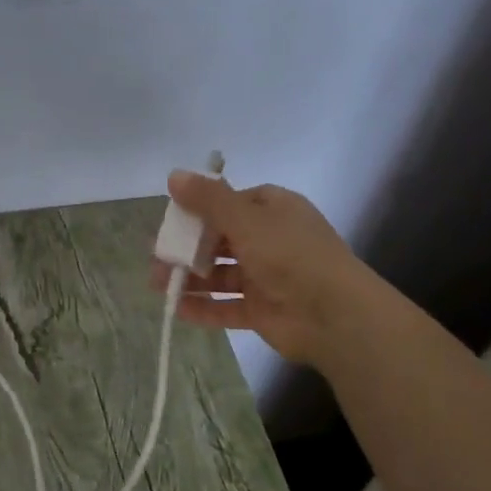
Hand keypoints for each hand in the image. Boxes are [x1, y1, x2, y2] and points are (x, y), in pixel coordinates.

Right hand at [152, 173, 361, 364]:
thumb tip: (174, 175)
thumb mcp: (246, 219)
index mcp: (273, 210)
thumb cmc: (290, 255)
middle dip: (187, 248)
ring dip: (190, 278)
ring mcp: (267, 277)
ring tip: (158, 285)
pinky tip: (177, 309)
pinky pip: (227, 306)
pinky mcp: (263, 310)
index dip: (199, 209)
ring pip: (220, 274)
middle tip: (156, 257)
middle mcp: (270, 240)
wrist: (334, 315)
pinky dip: (204, 307)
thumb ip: (208, 199)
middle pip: (220, 239)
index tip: (171, 220)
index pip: (230, 203)